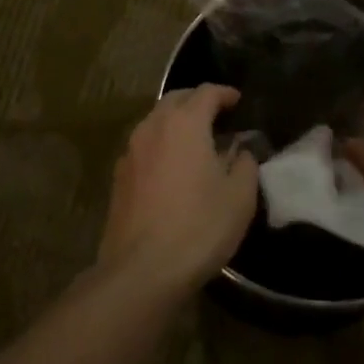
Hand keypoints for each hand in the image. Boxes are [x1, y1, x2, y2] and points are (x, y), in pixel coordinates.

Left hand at [100, 87, 258, 294]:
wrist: (141, 270)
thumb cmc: (199, 227)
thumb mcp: (239, 197)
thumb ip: (245, 163)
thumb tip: (241, 149)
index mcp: (185, 123)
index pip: (207, 92)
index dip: (225, 93)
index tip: (237, 100)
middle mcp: (153, 127)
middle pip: (176, 99)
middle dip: (197, 101)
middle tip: (217, 115)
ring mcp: (130, 151)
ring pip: (156, 121)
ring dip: (176, 121)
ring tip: (196, 140)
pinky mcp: (118, 176)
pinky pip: (144, 145)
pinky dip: (161, 144)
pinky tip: (173, 166)